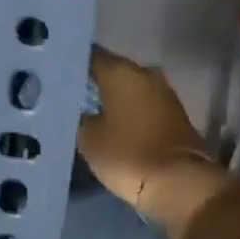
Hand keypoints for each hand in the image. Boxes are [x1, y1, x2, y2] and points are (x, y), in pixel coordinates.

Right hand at [77, 47, 204, 210]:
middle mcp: (145, 73)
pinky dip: (132, 111)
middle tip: (75, 93)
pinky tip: (118, 122)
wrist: (179, 181)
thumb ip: (82, 118)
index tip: (61, 74)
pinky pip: (146, 105)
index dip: (76, 64)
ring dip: (116, 97)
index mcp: (121, 72)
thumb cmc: (127, 154)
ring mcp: (165, 92)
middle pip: (115, 71)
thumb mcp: (89, 139)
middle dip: (97, 81)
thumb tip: (85, 112)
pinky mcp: (176, 114)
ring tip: (94, 109)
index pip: (92, 57)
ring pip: (132, 88)